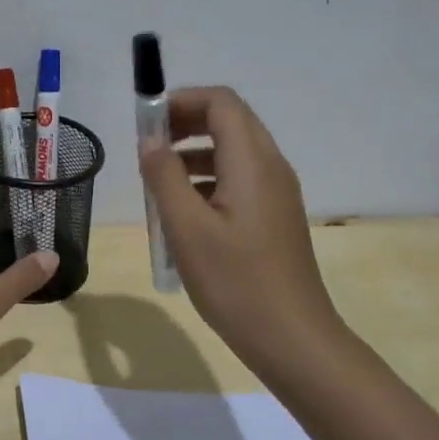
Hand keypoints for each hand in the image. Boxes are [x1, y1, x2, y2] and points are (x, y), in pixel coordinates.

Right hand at [138, 86, 354, 385]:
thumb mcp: (187, 228)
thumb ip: (165, 177)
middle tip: (148, 150)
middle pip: (229, 121)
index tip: (146, 123)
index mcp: (253, 163)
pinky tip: (183, 214)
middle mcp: (271, 167)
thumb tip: (150, 141)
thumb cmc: (235, 282)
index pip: (221, 103)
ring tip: (158, 185)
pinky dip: (207, 180)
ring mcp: (277, 193)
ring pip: (233, 151)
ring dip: (193, 155)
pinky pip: (239, 179)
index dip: (181, 101)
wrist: (292, 338)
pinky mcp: (274, 216)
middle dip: (185, 125)